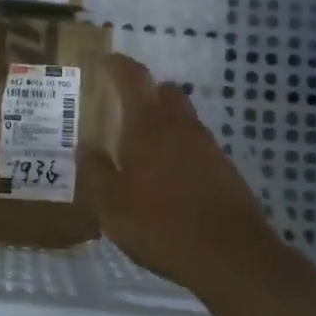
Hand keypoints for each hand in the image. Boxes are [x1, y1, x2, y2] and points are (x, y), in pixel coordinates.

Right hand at [80, 53, 278, 291]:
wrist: (230, 254)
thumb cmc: (160, 224)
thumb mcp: (111, 206)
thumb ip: (96, 172)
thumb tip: (85, 147)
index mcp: (147, 125)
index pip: (133, 77)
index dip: (117, 65)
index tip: (104, 61)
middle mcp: (179, 125)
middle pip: (164, 90)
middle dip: (144, 91)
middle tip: (122, 106)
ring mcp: (206, 144)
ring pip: (182, 117)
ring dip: (163, 120)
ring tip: (141, 146)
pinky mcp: (223, 167)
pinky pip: (195, 143)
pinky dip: (179, 146)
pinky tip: (167, 174)